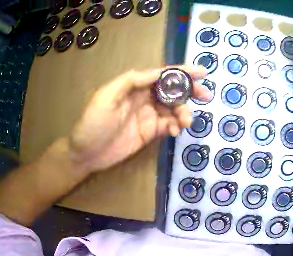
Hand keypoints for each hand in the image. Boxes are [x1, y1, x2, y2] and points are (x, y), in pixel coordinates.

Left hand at [69, 66, 209, 171]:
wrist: (87, 153)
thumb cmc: (93, 123)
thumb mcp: (106, 96)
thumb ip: (130, 81)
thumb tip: (156, 73)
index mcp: (134, 86)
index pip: (162, 76)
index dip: (182, 73)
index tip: (201, 73)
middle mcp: (144, 98)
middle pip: (172, 90)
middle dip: (189, 91)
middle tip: (205, 96)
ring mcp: (148, 116)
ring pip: (173, 109)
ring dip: (183, 113)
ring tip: (186, 122)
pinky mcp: (150, 132)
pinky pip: (168, 125)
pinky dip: (175, 127)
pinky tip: (175, 132)